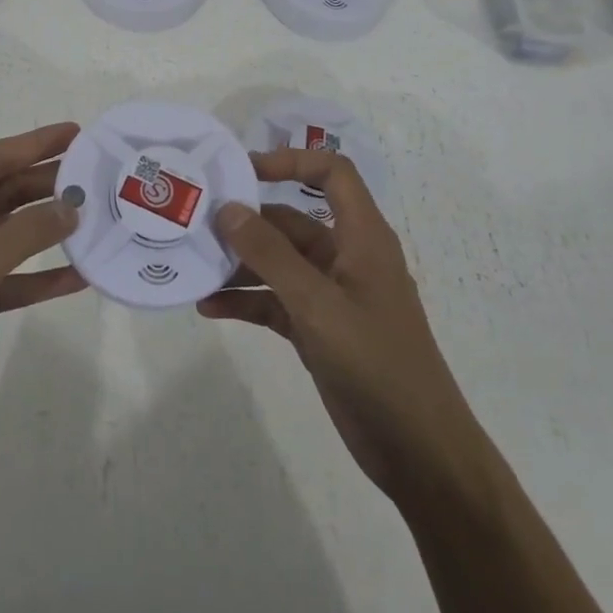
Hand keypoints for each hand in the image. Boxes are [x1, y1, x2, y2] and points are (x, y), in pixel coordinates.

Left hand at [0, 122, 84, 453]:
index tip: (76, 133)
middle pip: (3, 192)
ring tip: (94, 216)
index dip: (34, 144)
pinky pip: (10, 277)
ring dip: (47, 228)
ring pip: (9, 234)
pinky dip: (40, 276)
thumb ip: (23, 235)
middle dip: (46, 182)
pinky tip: (78, 276)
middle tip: (94, 174)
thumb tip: (71, 206)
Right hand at [201, 148, 473, 500]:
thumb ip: (270, 255)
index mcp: (362, 237)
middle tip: (197, 224)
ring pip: (279, 263)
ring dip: (240, 265)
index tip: (243, 172)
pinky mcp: (319, 329)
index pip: (332, 173)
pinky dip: (246, 301)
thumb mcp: (317, 304)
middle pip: (292, 220)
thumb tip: (228, 209)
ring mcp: (331, 295)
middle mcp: (346, 257)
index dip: (291, 161)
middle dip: (247, 222)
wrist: (417, 450)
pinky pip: (275, 301)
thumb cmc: (375, 363)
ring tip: (194, 267)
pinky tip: (210, 308)